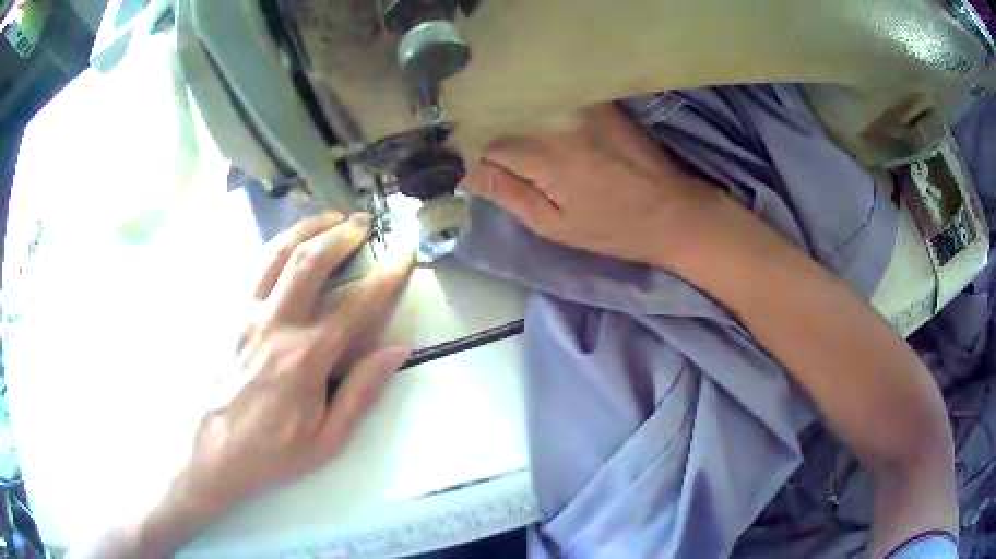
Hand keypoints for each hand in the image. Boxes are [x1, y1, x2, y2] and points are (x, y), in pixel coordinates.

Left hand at [175, 212, 413, 515]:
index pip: (355, 305)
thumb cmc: (274, 450)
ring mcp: (247, 314)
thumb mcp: (328, 439)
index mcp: (306, 358)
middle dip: (341, 233)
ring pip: (277, 254)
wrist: (216, 449)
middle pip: (310, 261)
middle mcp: (276, 324)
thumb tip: (397, 351)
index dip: (386, 275)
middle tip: (363, 222)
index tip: (404, 252)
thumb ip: (362, 392)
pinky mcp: (230, 314)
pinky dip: (278, 245)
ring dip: (307, 228)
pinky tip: (290, 242)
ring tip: (329, 217)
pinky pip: (254, 267)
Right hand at [462, 104, 713, 264]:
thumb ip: (507, 193)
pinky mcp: (598, 101)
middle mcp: (559, 120)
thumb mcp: (554, 225)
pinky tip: (531, 121)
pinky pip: (551, 97)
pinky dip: (534, 107)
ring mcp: (581, 105)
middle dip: (482, 127)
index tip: (455, 159)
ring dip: (506, 114)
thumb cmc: (614, 228)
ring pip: (524, 101)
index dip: (464, 147)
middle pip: (501, 112)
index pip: (483, 138)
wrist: (675, 211)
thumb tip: (464, 171)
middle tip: (474, 149)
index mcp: (545, 155)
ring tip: (501, 136)